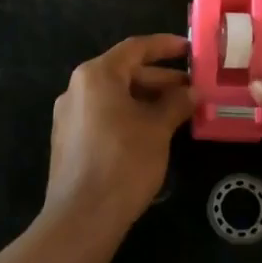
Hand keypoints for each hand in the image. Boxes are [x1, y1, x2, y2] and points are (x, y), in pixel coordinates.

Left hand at [47, 34, 195, 228]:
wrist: (82, 216)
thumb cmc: (123, 161)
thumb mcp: (157, 128)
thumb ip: (176, 103)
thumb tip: (192, 91)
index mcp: (96, 75)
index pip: (135, 48)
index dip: (165, 46)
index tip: (190, 49)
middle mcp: (77, 88)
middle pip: (124, 73)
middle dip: (160, 80)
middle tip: (192, 89)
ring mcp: (69, 116)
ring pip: (115, 97)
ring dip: (147, 101)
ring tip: (179, 113)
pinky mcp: (69, 141)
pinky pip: (104, 116)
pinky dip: (130, 116)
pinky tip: (153, 133)